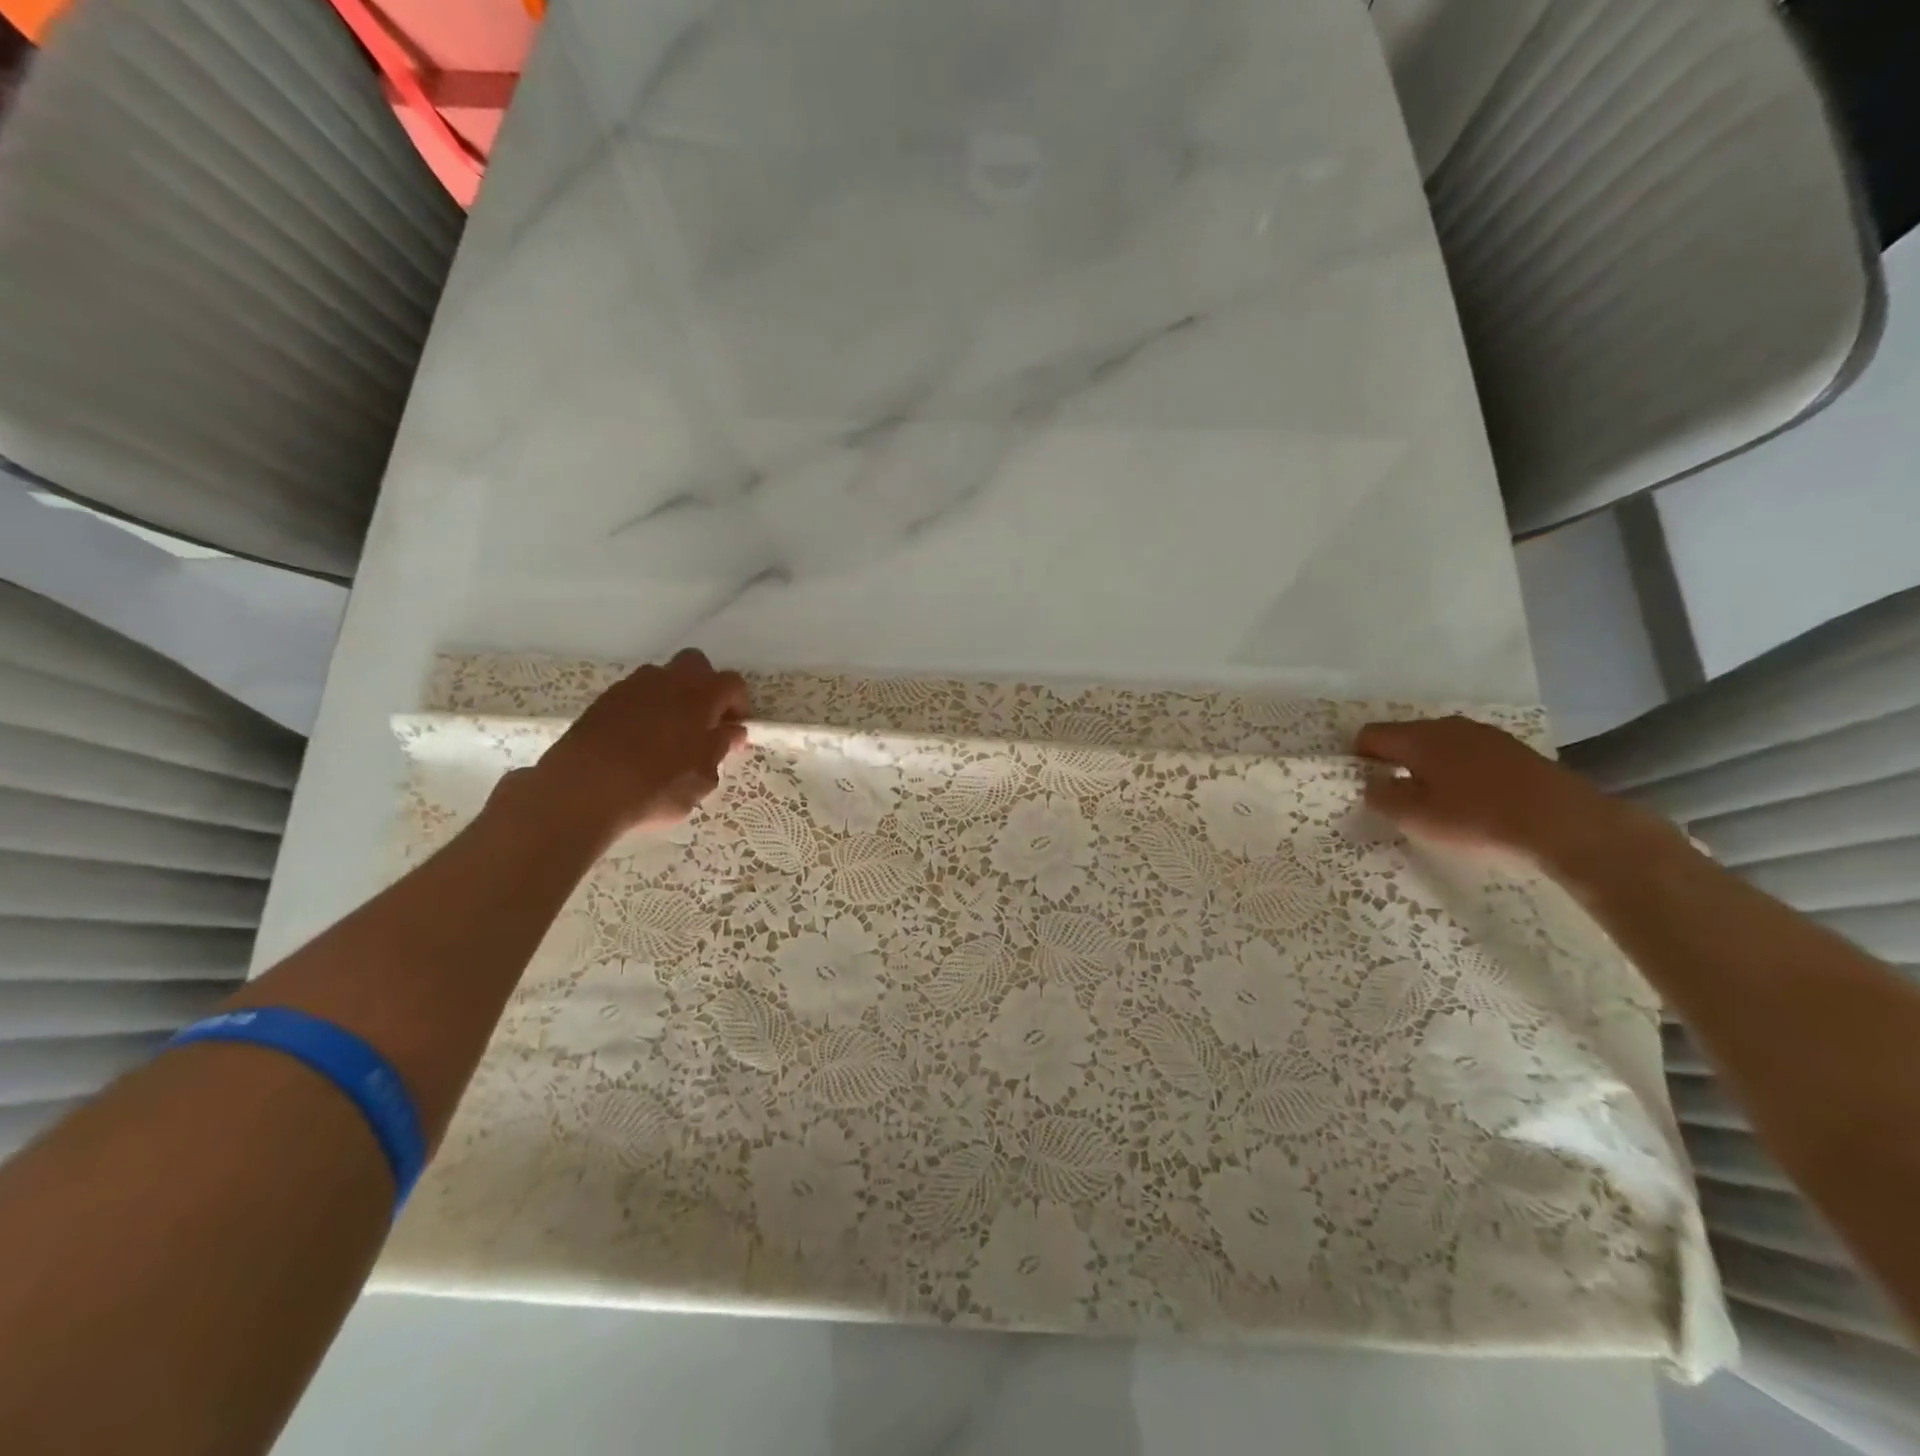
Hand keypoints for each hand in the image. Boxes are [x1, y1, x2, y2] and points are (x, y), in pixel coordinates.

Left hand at [522, 649, 749, 841]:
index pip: (732, 683)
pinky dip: (644, 709)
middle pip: (696, 665)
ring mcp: (631, 687)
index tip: (735, 731)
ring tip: (669, 734)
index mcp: (700, 696)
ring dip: (673, 697)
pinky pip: (634, 695)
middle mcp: (667, 681)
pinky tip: (638, 741)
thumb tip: (732, 732)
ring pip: (662, 677)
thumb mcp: (702, 779)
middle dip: (706, 687)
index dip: (739, 705)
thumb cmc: (655, 786)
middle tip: (706, 723)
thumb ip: (720, 749)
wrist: (582, 791)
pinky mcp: (602, 701)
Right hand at [1354, 716, 1671, 875]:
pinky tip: (1470, 797)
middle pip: (1404, 737)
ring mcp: (1483, 734)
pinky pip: (1467, 753)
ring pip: (1438, 744)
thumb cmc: (1477, 817)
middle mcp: (1447, 725)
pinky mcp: (1511, 749)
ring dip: (1427, 766)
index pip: (1370, 735)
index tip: (1363, 785)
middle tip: (1396, 796)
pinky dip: (1458, 770)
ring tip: (1434, 799)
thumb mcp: (1416, 816)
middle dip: (1393, 761)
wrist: (1563, 821)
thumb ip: (1383, 797)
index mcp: (1418, 736)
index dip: (1358, 758)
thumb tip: (1371, 784)